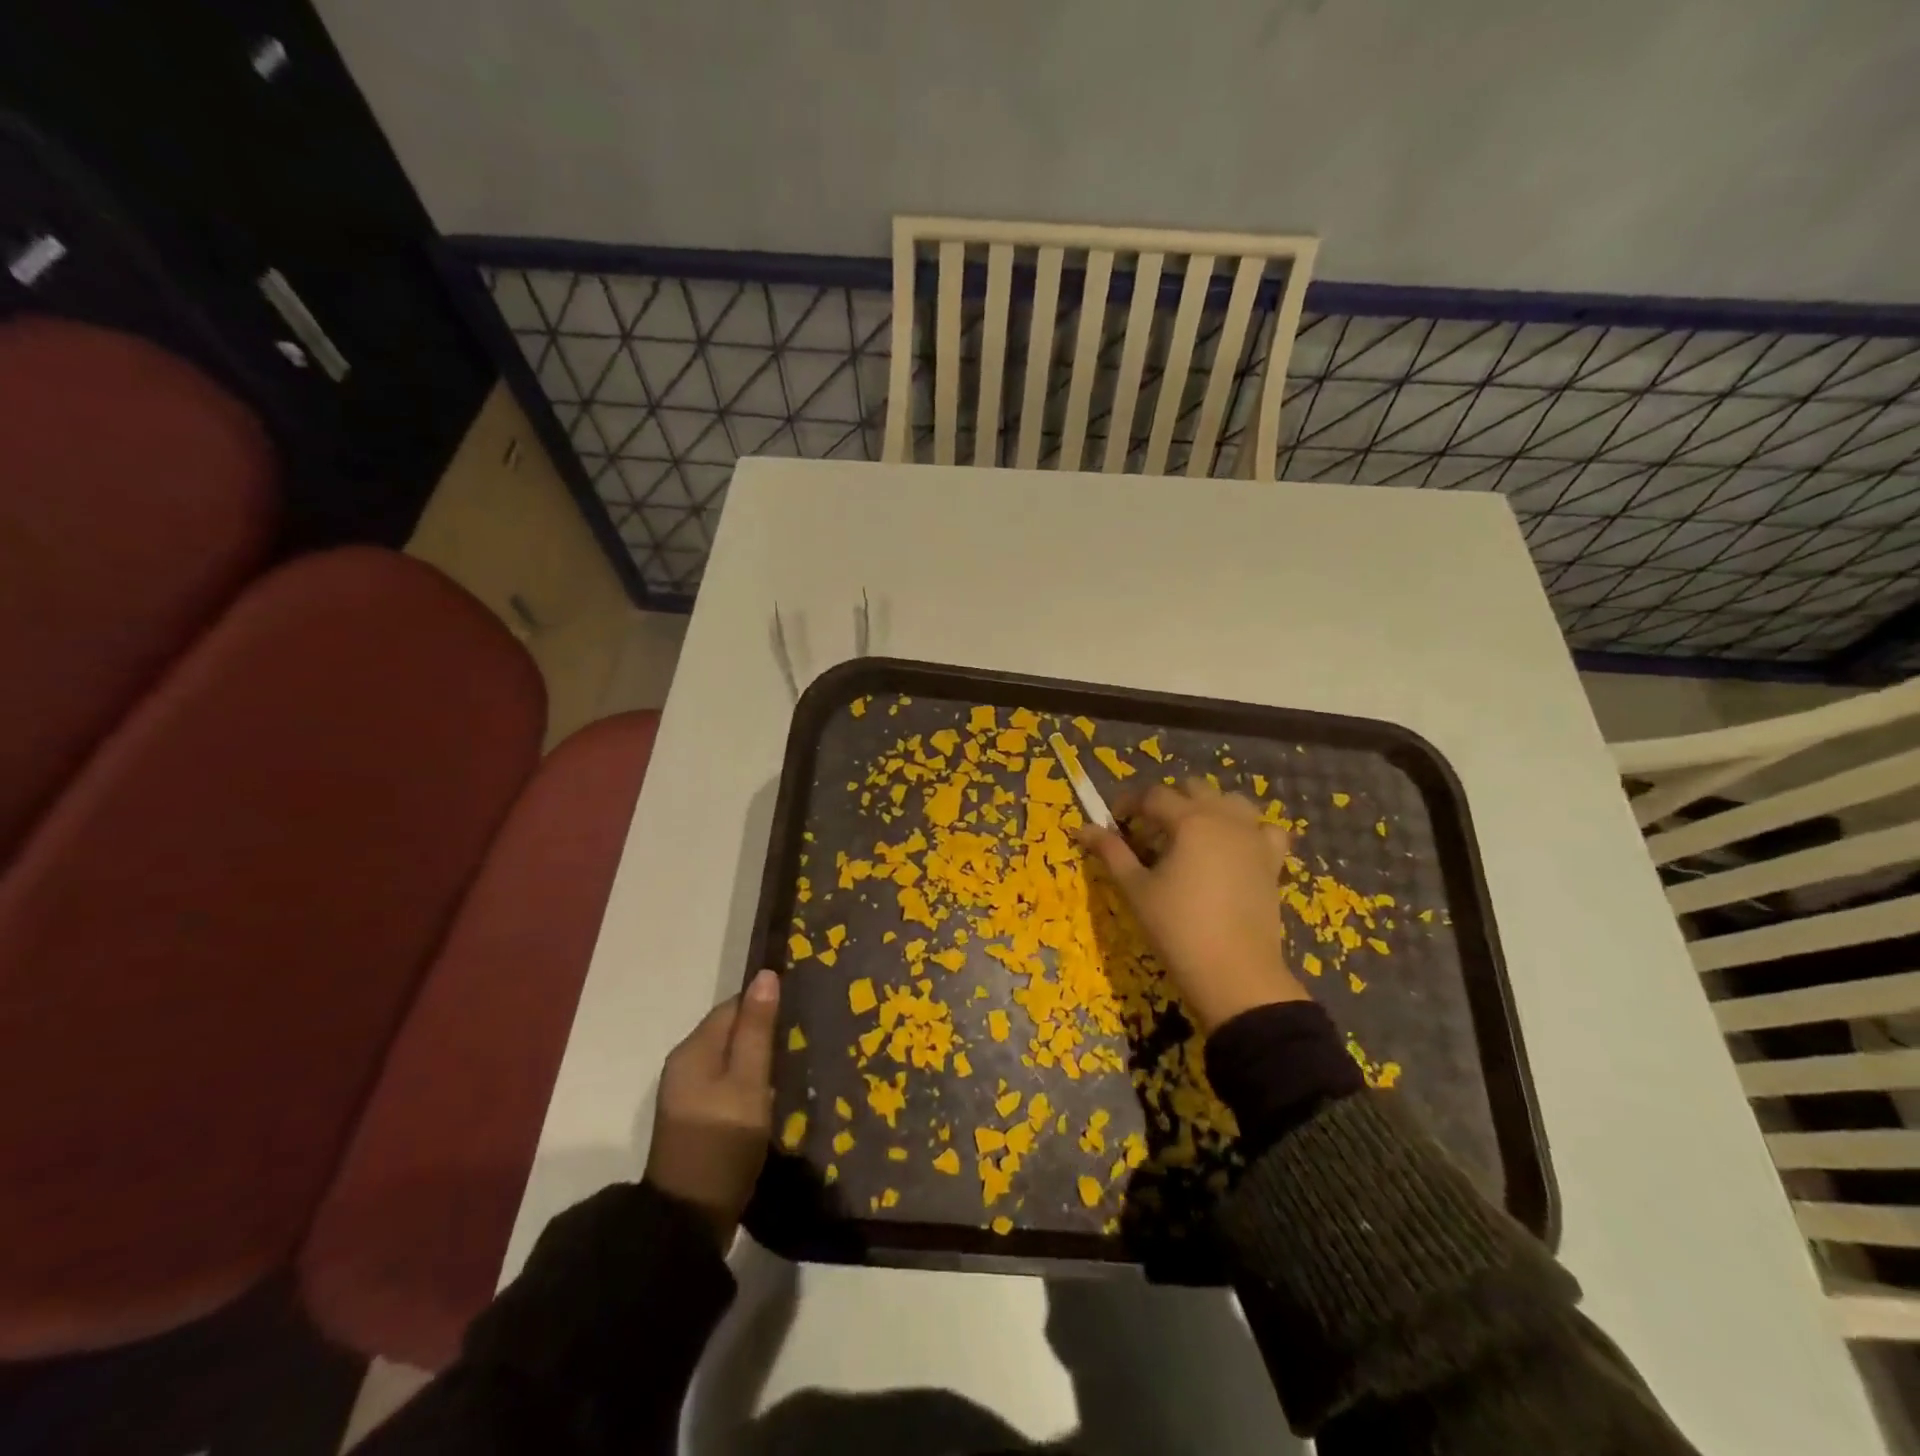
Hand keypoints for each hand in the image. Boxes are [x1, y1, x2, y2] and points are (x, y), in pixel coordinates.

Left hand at [644, 968, 780, 1249]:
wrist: (688, 1220)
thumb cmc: (722, 1142)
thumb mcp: (748, 1082)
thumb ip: (757, 1029)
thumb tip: (765, 975)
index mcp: (693, 1049)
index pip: (734, 1006)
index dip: (766, 1002)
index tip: (802, 1008)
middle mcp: (685, 1064)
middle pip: (730, 1030)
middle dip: (765, 1029)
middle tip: (807, 1035)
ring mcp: (688, 1094)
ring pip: (731, 1058)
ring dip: (760, 1057)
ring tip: (798, 1059)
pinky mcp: (696, 1118)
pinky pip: (727, 1083)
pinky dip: (750, 1081)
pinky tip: (775, 1091)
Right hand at [1077, 778, 1308, 1032]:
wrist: (1235, 972)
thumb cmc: (1177, 928)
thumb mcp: (1135, 888)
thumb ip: (1111, 852)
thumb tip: (1083, 828)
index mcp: (1189, 820)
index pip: (1153, 795)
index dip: (1128, 803)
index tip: (1114, 822)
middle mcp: (1225, 818)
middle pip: (1192, 788)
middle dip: (1166, 801)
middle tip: (1147, 831)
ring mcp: (1254, 837)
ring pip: (1231, 800)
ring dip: (1207, 807)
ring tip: (1190, 834)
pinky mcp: (1272, 860)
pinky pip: (1265, 829)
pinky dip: (1249, 829)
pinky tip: (1235, 847)